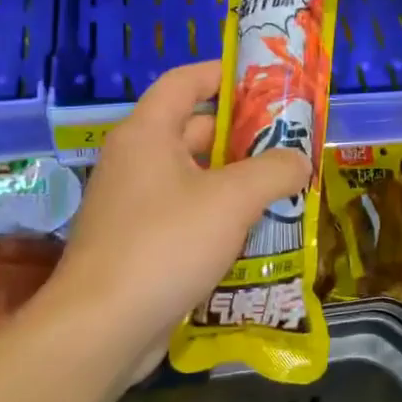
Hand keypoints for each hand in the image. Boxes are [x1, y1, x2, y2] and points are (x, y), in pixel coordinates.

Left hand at [49, 61, 311, 370]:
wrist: (103, 327)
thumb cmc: (166, 245)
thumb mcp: (232, 200)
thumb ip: (273, 171)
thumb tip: (298, 161)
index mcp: (147, 134)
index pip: (184, 83)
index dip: (222, 74)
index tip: (262, 82)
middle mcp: (135, 162)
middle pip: (193, 132)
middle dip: (243, 137)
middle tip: (289, 146)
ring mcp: (133, 206)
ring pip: (194, 180)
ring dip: (236, 183)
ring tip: (284, 190)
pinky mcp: (138, 245)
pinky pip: (186, 216)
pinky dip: (218, 218)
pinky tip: (255, 235)